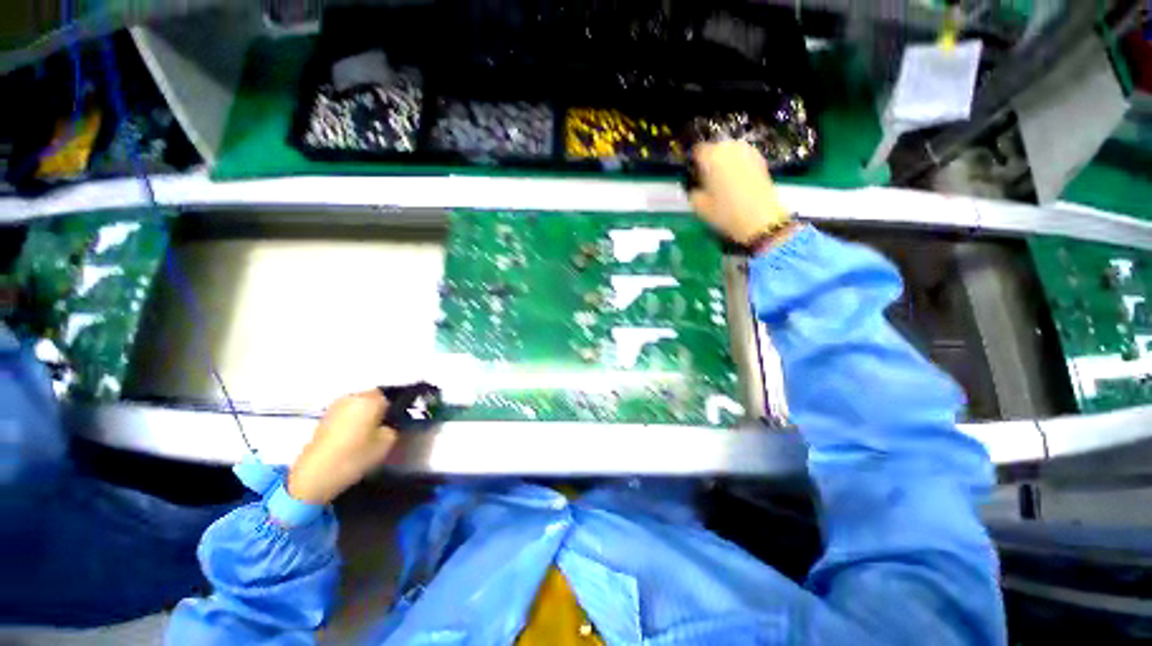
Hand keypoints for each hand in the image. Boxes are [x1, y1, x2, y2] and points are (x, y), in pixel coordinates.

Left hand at [287, 390, 396, 504]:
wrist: (314, 475)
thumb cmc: (354, 456)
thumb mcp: (386, 443)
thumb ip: (394, 427)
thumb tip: (391, 423)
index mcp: (370, 399)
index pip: (392, 396)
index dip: (397, 408)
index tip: (399, 421)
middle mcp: (353, 397)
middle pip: (375, 398)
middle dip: (382, 409)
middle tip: (386, 427)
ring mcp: (336, 406)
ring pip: (360, 405)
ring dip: (367, 414)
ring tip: (370, 433)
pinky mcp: (324, 418)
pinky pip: (348, 413)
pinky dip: (354, 420)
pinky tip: (355, 437)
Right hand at [688, 140, 793, 246]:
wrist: (759, 219)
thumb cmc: (725, 213)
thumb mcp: (699, 206)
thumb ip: (693, 191)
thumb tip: (695, 186)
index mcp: (711, 157)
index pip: (697, 151)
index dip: (694, 163)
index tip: (694, 176)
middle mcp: (729, 148)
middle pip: (714, 148)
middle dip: (710, 161)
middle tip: (708, 180)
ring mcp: (747, 152)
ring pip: (730, 151)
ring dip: (724, 162)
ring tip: (723, 181)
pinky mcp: (760, 159)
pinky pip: (742, 157)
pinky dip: (737, 165)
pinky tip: (736, 181)